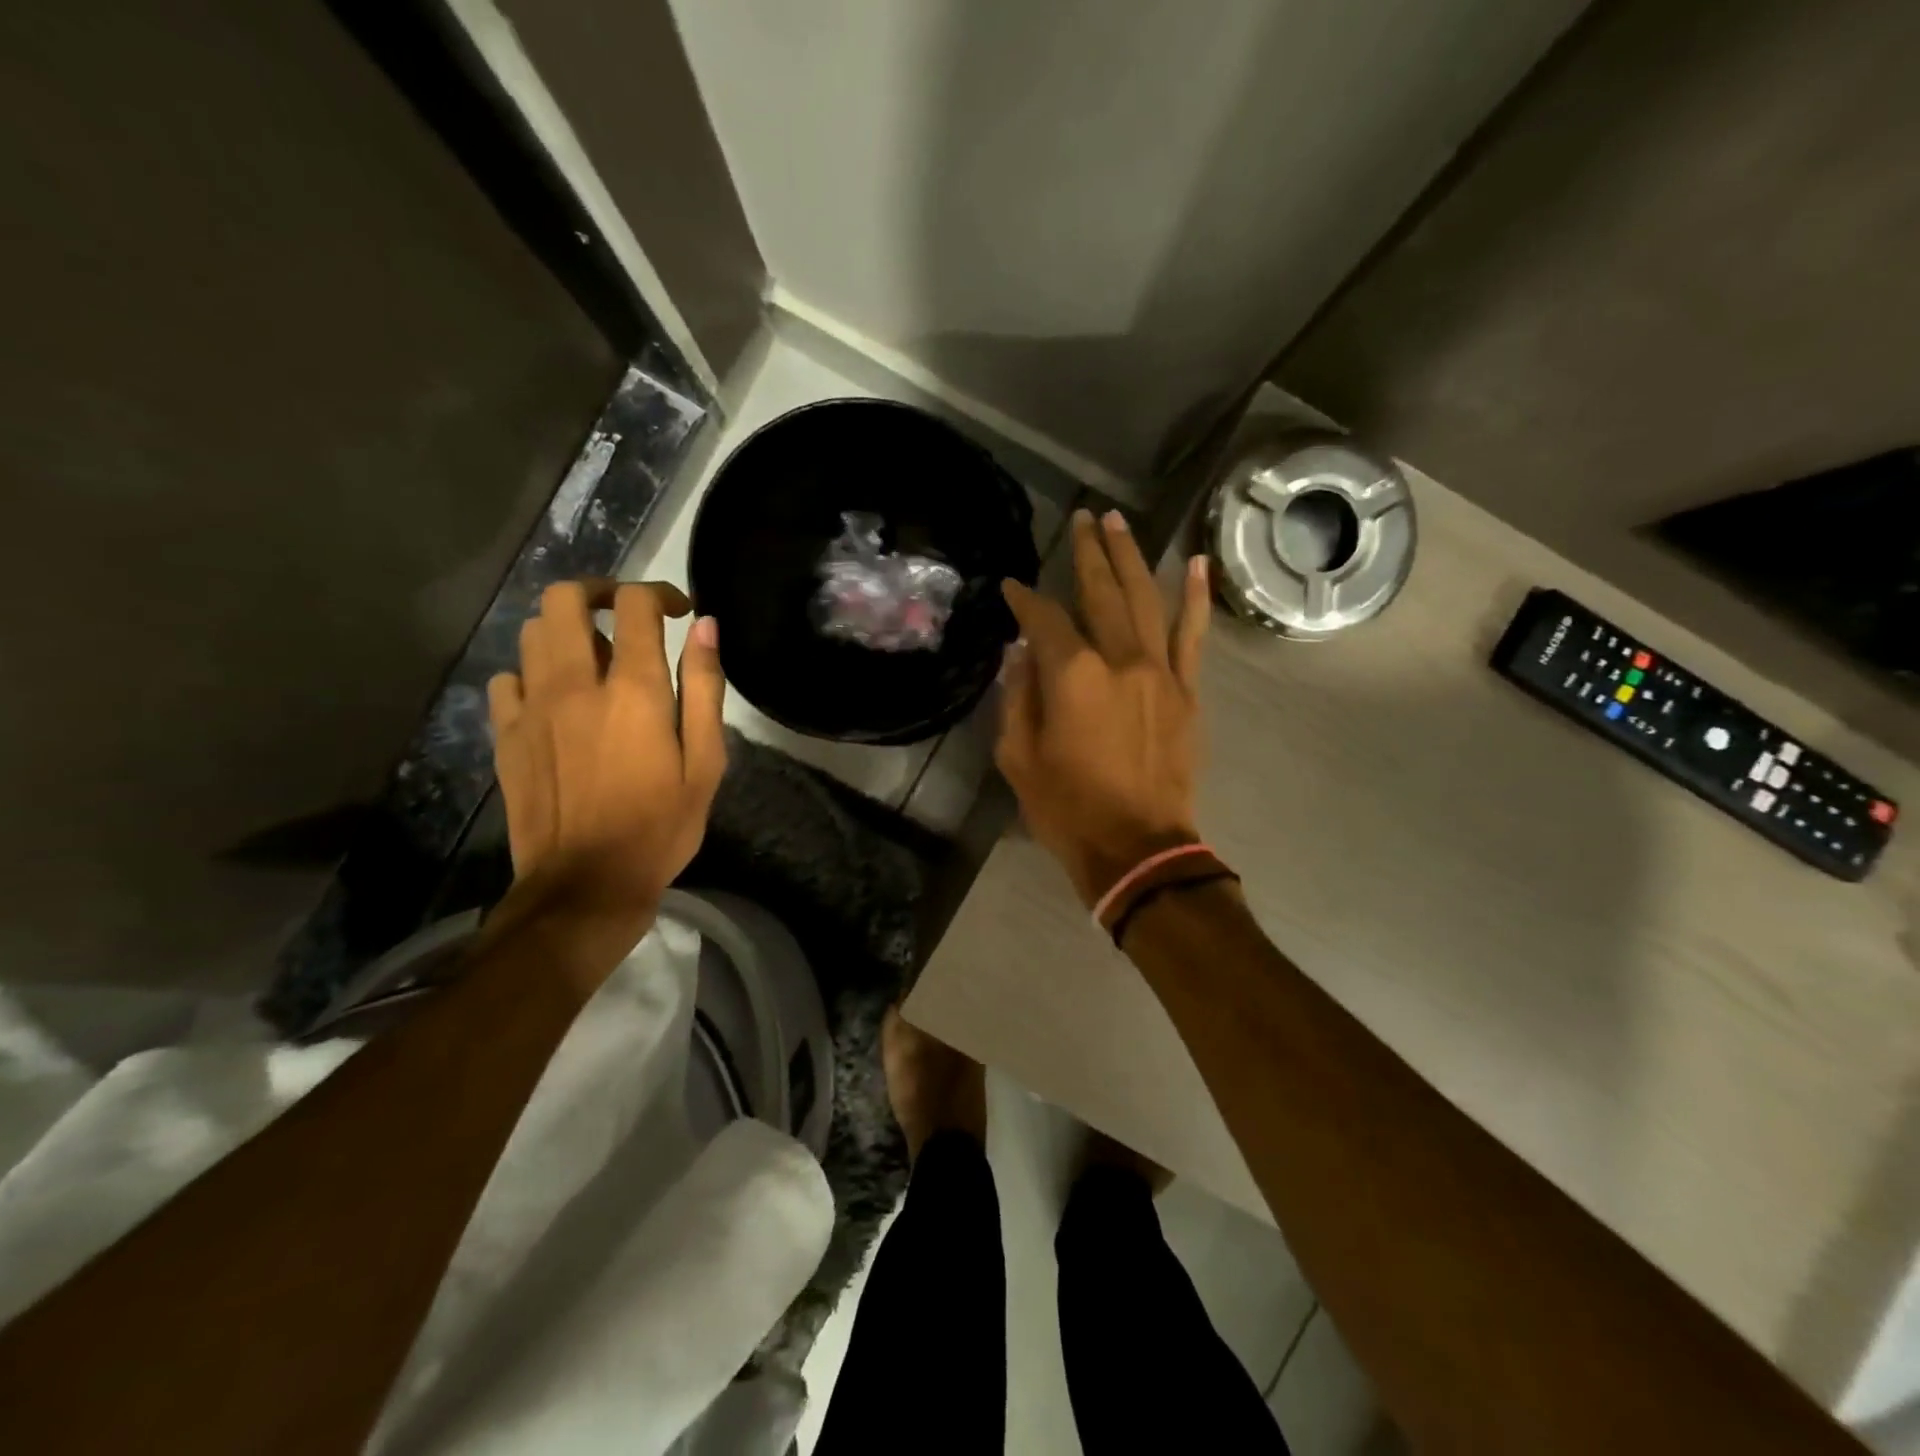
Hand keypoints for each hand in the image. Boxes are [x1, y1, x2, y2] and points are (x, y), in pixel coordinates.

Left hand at [487, 580, 726, 916]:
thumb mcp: (705, 763)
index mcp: (633, 690)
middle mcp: (575, 685)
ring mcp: (532, 708)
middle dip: (599, 592)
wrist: (586, 885)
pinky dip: (533, 674)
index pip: (635, 606)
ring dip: (567, 631)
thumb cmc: (661, 826)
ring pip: (532, 632)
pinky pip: (508, 679)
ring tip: (594, 660)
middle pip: (566, 599)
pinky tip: (556, 700)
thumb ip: (705, 689)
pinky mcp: (506, 735)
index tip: (679, 612)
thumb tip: (705, 627)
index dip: (659, 594)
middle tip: (625, 615)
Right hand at [997, 509, 1210, 906]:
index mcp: (1073, 676)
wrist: (1138, 849)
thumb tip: (1021, 653)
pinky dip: (1195, 598)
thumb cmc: (1068, 809)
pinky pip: (1192, 636)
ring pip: (1146, 599)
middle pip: (1101, 592)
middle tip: (1079, 519)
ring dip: (1130, 557)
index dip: (1025, 600)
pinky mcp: (1187, 692)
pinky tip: (1196, 563)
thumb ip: (1018, 697)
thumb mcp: (1019, 758)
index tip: (1012, 588)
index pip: (1044, 620)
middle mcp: (1120, 659)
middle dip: (1086, 552)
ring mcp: (1160, 672)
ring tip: (1118, 522)